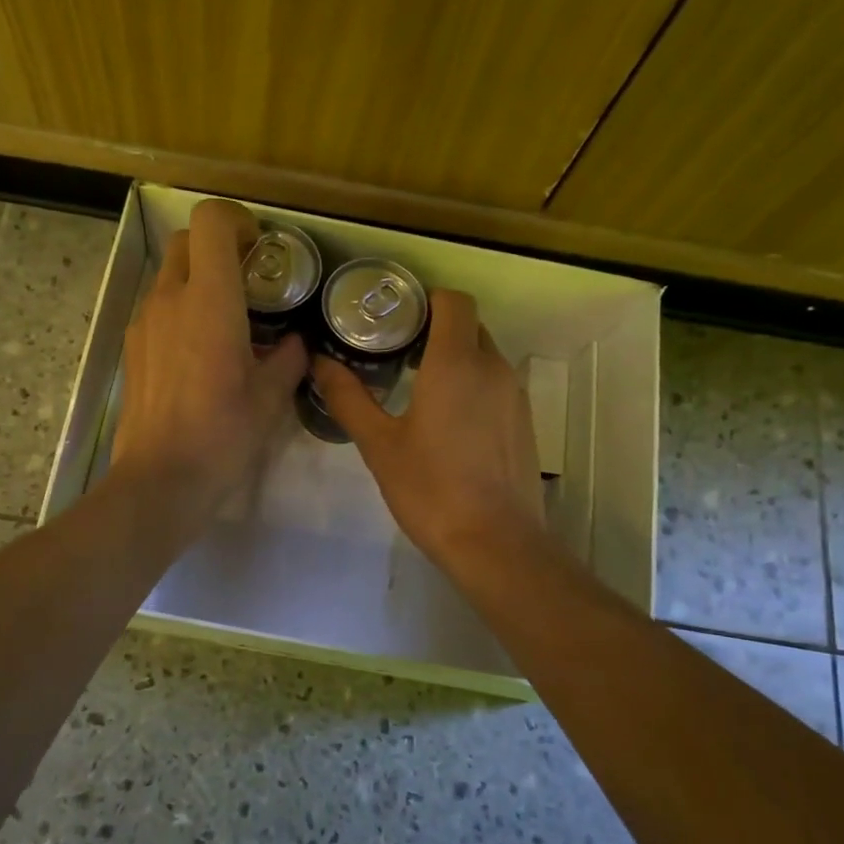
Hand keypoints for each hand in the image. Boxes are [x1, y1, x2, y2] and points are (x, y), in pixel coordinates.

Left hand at [109, 199, 306, 526]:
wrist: (160, 480)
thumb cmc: (222, 435)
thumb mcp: (270, 398)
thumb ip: (287, 359)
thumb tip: (294, 344)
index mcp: (209, 300)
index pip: (210, 221)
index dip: (237, 220)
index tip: (259, 248)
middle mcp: (169, 299)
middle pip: (186, 241)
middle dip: (218, 247)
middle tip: (249, 281)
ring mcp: (144, 323)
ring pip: (170, 276)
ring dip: (198, 281)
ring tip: (228, 323)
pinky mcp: (132, 348)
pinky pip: (158, 309)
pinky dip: (181, 311)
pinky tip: (201, 355)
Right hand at [312, 288, 547, 577]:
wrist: (496, 543)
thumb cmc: (430, 488)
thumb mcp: (379, 444)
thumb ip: (348, 397)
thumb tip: (319, 362)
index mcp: (456, 362)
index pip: (453, 301)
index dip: (425, 299)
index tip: (395, 318)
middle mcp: (492, 367)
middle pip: (469, 325)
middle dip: (435, 329)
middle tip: (395, 351)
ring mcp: (514, 395)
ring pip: (484, 355)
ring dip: (454, 357)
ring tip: (417, 385)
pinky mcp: (524, 421)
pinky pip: (496, 383)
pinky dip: (472, 384)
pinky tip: (448, 421)